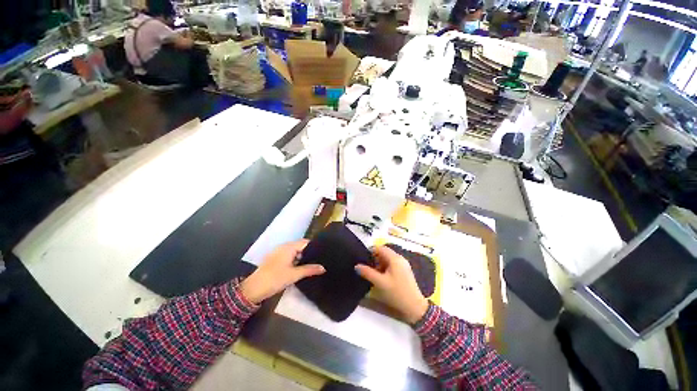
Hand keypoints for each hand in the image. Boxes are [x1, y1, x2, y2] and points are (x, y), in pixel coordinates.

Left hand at [240, 240, 324, 303]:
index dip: (314, 247)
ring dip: (302, 257)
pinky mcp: (275, 259)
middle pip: (300, 246)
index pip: (306, 242)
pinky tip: (299, 268)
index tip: (322, 254)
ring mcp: (278, 252)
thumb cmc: (275, 279)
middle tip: (319, 261)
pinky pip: (288, 256)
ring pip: (294, 252)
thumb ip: (310, 270)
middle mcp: (284, 246)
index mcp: (289, 247)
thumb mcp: (294, 275)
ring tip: (311, 265)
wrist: (253, 289)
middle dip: (309, 253)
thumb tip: (323, 268)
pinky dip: (295, 260)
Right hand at [355, 246, 428, 323]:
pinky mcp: (404, 271)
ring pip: (388, 259)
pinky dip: (385, 268)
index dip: (371, 251)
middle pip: (384, 253)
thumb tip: (356, 266)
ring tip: (373, 274)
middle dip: (375, 259)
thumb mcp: (380, 283)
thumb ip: (367, 273)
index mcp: (395, 258)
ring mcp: (403, 265)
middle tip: (367, 268)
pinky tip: (382, 278)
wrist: (414, 307)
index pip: (380, 248)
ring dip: (379, 264)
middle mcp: (400, 258)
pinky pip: (392, 265)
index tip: (363, 260)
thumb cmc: (397, 292)